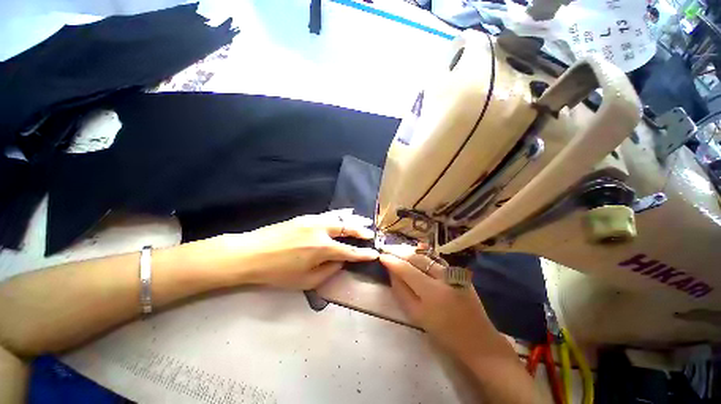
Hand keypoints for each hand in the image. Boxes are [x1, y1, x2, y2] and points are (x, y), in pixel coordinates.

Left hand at [194, 209, 378, 289]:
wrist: (250, 253)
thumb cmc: (277, 272)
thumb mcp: (305, 281)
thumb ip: (328, 271)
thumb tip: (340, 262)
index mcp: (322, 248)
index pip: (349, 251)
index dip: (363, 254)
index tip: (374, 254)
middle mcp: (321, 230)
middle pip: (347, 228)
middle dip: (361, 231)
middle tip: (370, 234)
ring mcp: (313, 220)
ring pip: (339, 218)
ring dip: (352, 220)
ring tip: (363, 221)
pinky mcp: (305, 217)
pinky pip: (328, 215)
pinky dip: (340, 215)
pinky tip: (344, 214)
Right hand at [379, 246, 494, 358]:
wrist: (478, 339)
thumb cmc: (444, 333)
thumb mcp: (417, 315)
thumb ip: (401, 291)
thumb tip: (391, 272)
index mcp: (432, 292)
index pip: (406, 269)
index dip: (392, 261)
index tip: (381, 256)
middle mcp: (444, 277)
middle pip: (417, 257)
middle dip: (399, 251)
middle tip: (387, 248)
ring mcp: (454, 272)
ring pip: (427, 256)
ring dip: (410, 251)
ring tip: (397, 249)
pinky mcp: (459, 272)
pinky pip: (436, 260)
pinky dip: (423, 255)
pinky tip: (414, 252)